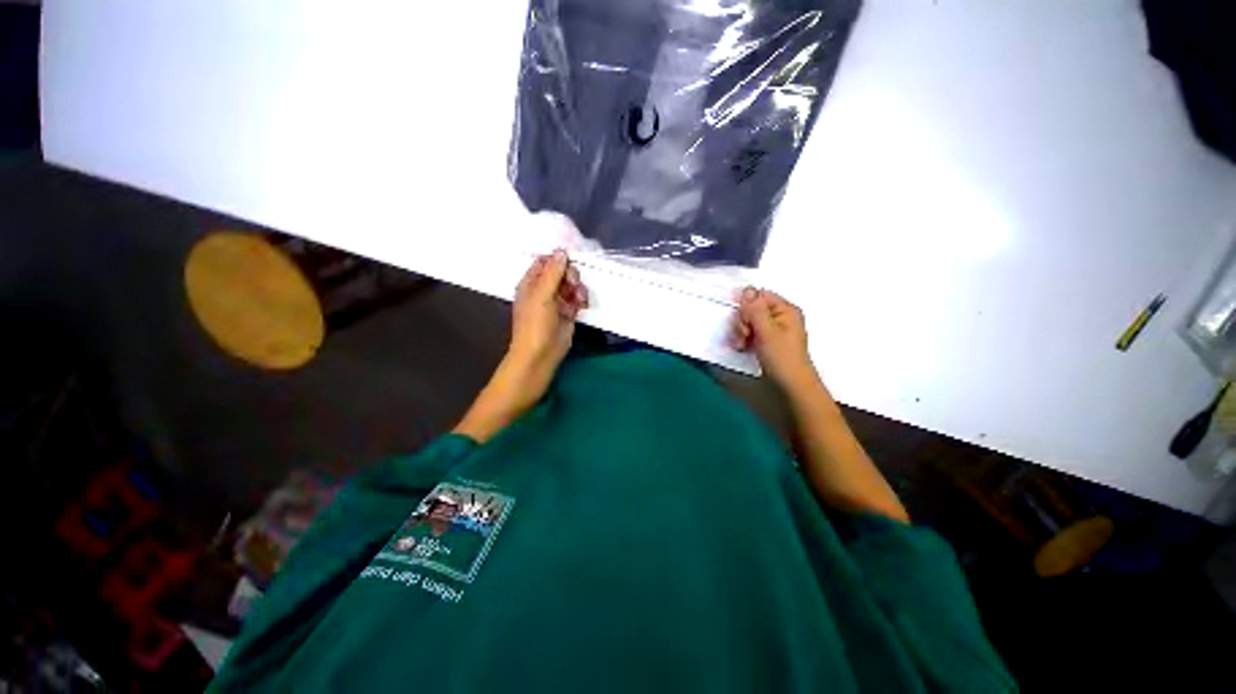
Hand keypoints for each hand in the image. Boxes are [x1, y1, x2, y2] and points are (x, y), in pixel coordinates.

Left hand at [452, 251, 587, 442]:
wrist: (540, 356)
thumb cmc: (535, 325)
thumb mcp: (542, 295)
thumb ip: (553, 272)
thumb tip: (562, 250)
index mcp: (531, 282)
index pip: (545, 261)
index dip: (558, 258)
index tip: (571, 260)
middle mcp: (544, 290)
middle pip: (562, 271)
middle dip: (571, 275)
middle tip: (573, 284)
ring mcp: (557, 302)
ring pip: (572, 285)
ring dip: (578, 288)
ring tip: (579, 299)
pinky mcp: (568, 313)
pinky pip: (578, 299)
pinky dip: (582, 300)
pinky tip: (582, 306)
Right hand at [730, 287, 817, 391]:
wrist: (791, 386)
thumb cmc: (781, 357)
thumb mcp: (766, 331)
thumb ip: (755, 309)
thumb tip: (746, 288)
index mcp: (785, 309)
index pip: (758, 296)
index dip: (746, 306)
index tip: (743, 322)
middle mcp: (780, 316)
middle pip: (752, 308)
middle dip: (742, 322)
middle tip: (744, 337)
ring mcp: (774, 329)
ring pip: (749, 321)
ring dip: (741, 332)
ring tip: (742, 345)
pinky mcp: (768, 340)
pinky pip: (751, 332)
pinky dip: (744, 339)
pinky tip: (743, 348)